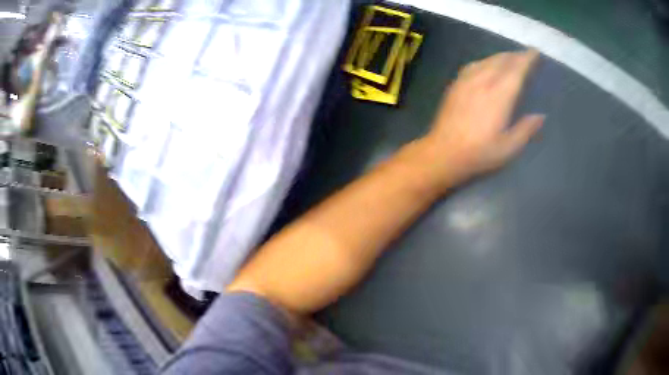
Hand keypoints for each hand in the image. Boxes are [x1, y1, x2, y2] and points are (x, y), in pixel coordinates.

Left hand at [420, 49, 543, 189]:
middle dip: (516, 55)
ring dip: (502, 56)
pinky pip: (473, 64)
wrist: (443, 152)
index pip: (516, 70)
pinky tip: (488, 65)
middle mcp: (483, 81)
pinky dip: (486, 61)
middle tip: (527, 55)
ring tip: (511, 58)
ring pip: (487, 60)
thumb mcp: (508, 148)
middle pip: (502, 61)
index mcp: (499, 96)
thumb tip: (540, 116)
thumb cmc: (479, 153)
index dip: (527, 59)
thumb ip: (526, 129)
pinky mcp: (456, 84)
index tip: (535, 52)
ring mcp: (466, 81)